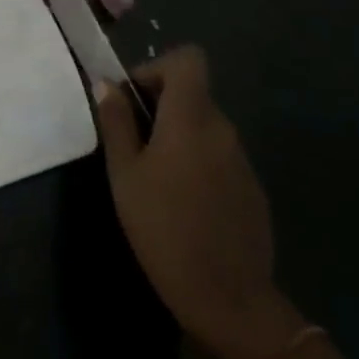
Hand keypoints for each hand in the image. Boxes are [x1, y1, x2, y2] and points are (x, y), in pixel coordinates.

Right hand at [95, 46, 304, 358]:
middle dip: (159, 105)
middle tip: (131, 142)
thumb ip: (116, 123)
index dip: (157, 68)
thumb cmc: (163, 229)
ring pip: (204, 126)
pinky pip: (219, 155)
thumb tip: (106, 84)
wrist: (228, 298)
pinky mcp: (252, 188)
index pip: (188, 60)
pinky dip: (197, 161)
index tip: (133, 100)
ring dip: (177, 135)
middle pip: (193, 93)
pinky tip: (181, 202)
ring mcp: (242, 160)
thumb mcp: (124, 175)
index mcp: (191, 119)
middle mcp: (223, 129)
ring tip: (152, 176)